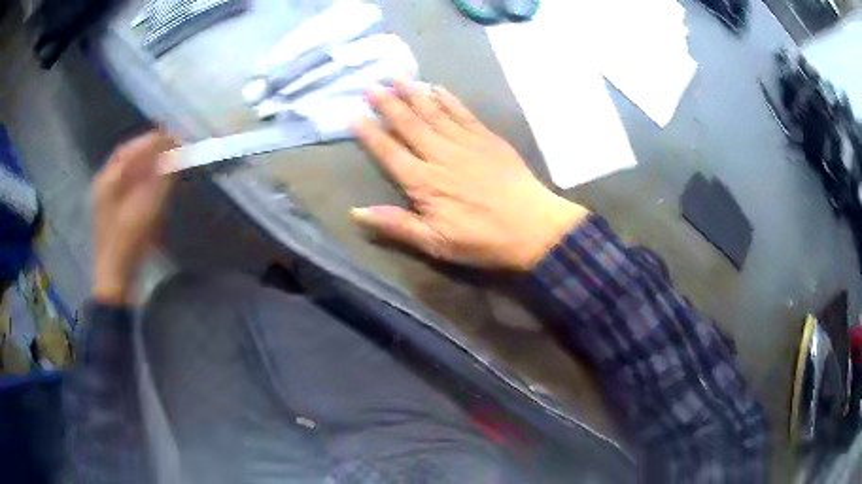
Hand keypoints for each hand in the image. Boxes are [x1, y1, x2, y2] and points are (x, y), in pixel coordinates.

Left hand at [92, 131, 176, 303]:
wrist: (114, 278)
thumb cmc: (126, 243)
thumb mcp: (145, 210)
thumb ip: (160, 179)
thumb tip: (175, 155)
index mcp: (109, 179)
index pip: (131, 149)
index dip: (152, 140)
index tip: (173, 135)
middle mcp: (106, 183)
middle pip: (128, 156)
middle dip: (149, 148)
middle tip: (171, 143)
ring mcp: (108, 197)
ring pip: (128, 169)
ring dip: (146, 160)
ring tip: (165, 157)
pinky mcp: (114, 210)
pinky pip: (128, 183)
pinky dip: (142, 176)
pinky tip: (153, 179)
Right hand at [351, 80, 588, 271]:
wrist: (533, 227)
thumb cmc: (482, 239)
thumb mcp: (435, 244)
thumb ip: (396, 225)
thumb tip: (355, 213)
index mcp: (424, 182)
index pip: (389, 152)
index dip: (370, 133)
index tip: (354, 115)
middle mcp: (440, 155)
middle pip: (408, 124)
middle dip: (387, 104)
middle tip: (370, 85)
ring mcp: (465, 143)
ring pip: (433, 112)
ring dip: (413, 93)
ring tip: (396, 77)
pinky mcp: (487, 138)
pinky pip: (462, 113)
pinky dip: (448, 99)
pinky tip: (436, 88)